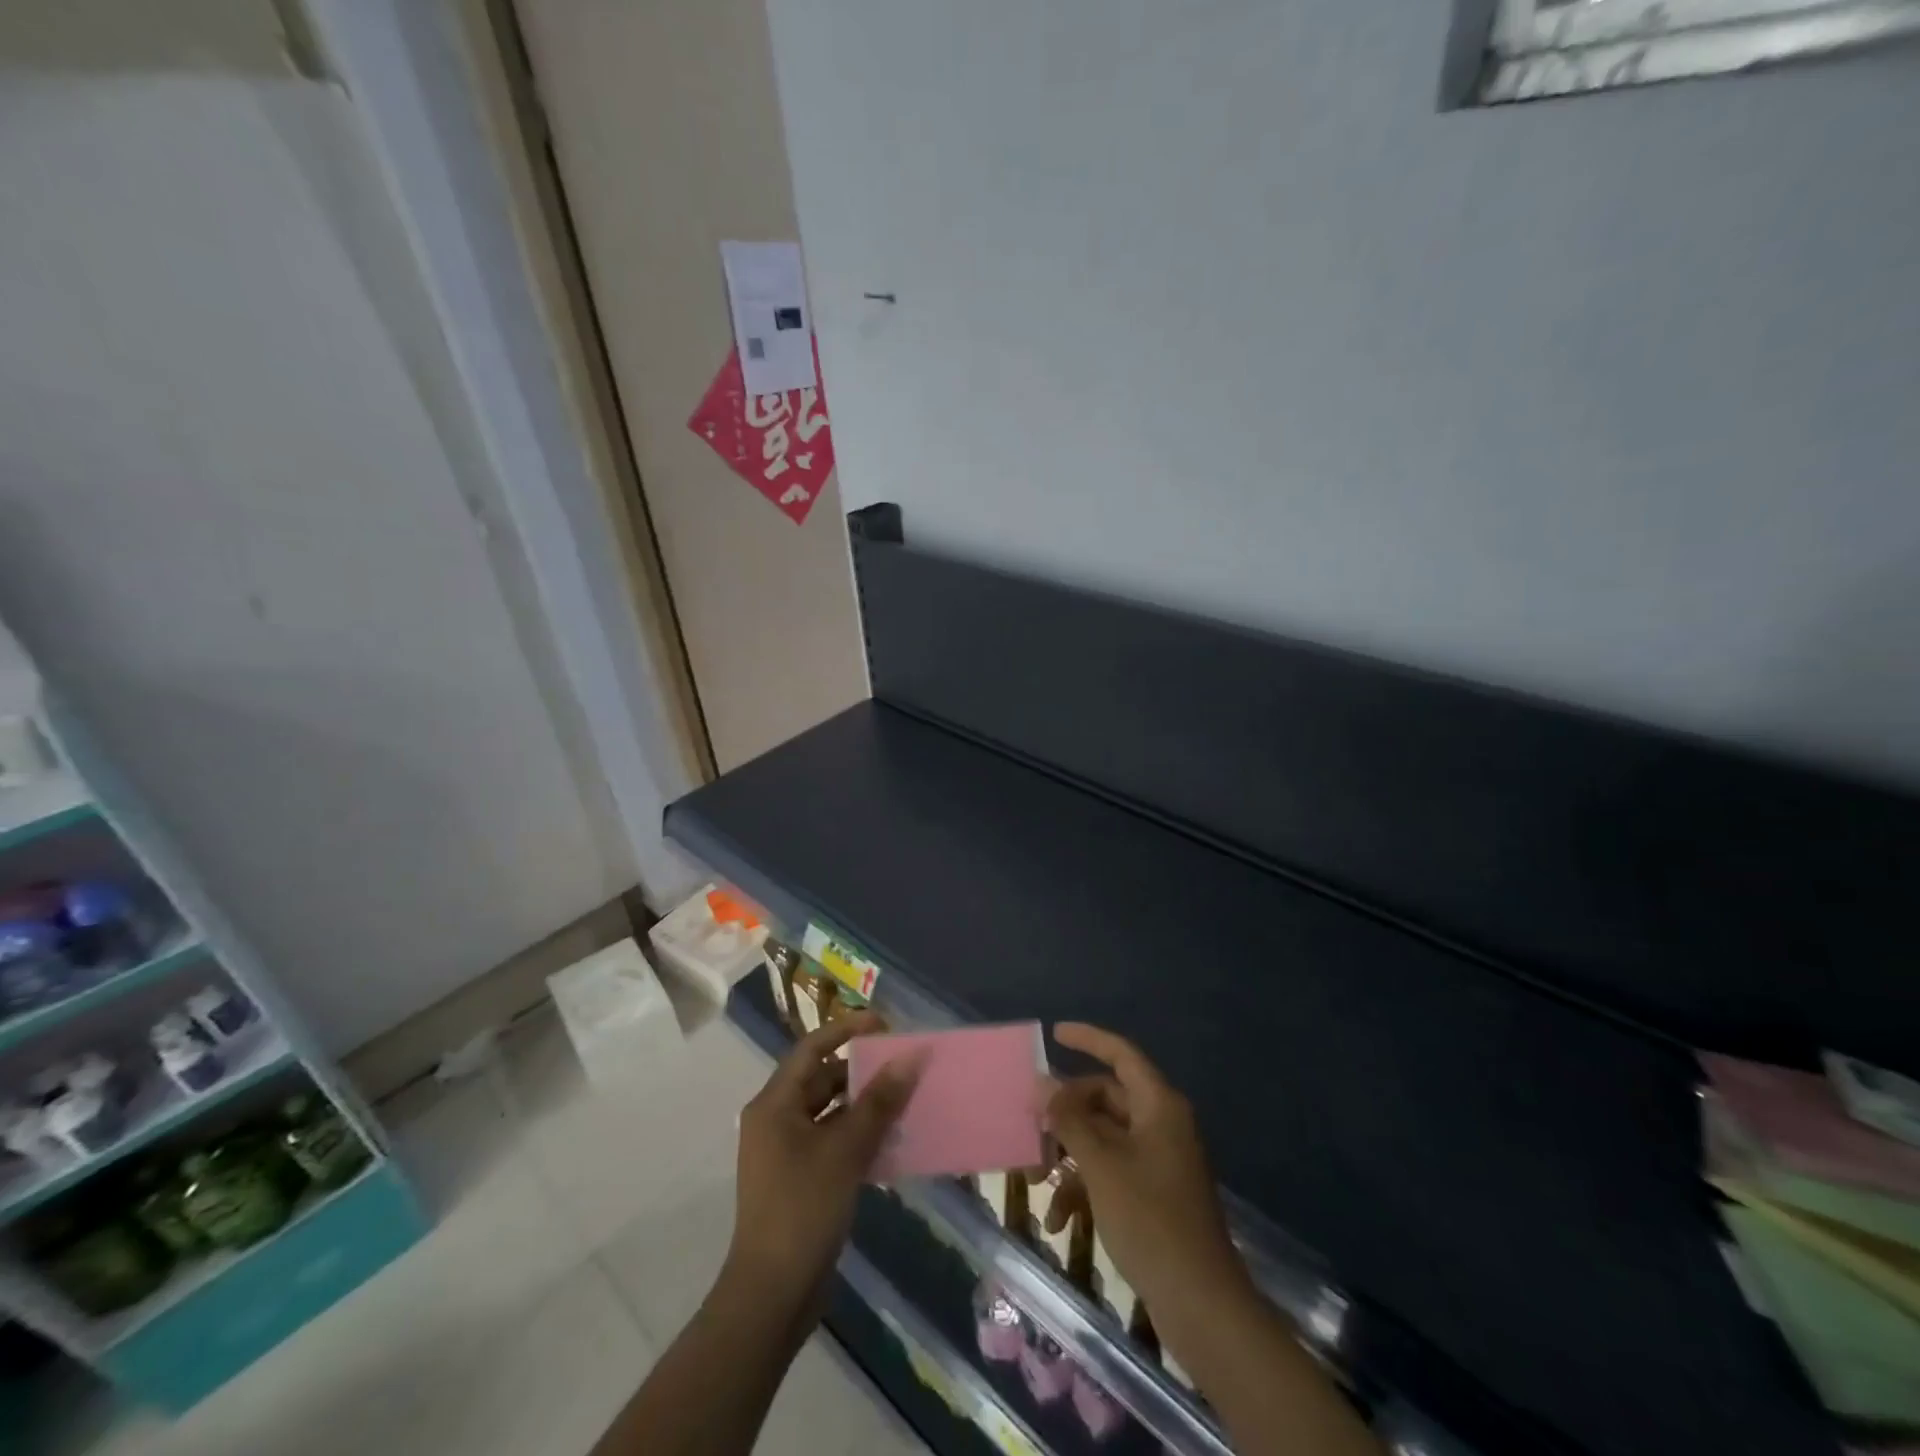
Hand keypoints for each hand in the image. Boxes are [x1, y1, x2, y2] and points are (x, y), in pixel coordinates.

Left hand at [725, 1014, 922, 1311]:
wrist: (772, 1297)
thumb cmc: (803, 1210)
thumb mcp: (845, 1150)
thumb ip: (879, 1101)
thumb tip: (911, 1057)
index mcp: (774, 1104)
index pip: (812, 1049)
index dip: (846, 1030)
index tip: (884, 1024)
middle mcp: (776, 1120)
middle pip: (822, 1080)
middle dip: (862, 1071)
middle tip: (902, 1065)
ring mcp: (786, 1152)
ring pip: (830, 1113)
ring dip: (865, 1106)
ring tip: (905, 1100)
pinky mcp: (800, 1180)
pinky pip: (833, 1142)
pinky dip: (859, 1136)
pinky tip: (892, 1141)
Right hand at [1045, 1022, 1246, 1312]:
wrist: (1201, 1304)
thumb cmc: (1150, 1220)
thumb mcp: (1100, 1165)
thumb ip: (1069, 1120)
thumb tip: (1042, 1083)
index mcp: (1159, 1106)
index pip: (1121, 1054)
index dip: (1088, 1038)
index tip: (1054, 1034)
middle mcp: (1161, 1124)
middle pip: (1106, 1098)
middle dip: (1066, 1113)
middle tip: (1031, 1126)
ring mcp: (1158, 1160)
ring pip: (1104, 1138)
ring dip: (1069, 1155)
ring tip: (1036, 1181)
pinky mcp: (1153, 1194)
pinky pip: (1112, 1172)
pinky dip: (1084, 1188)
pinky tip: (1058, 1220)